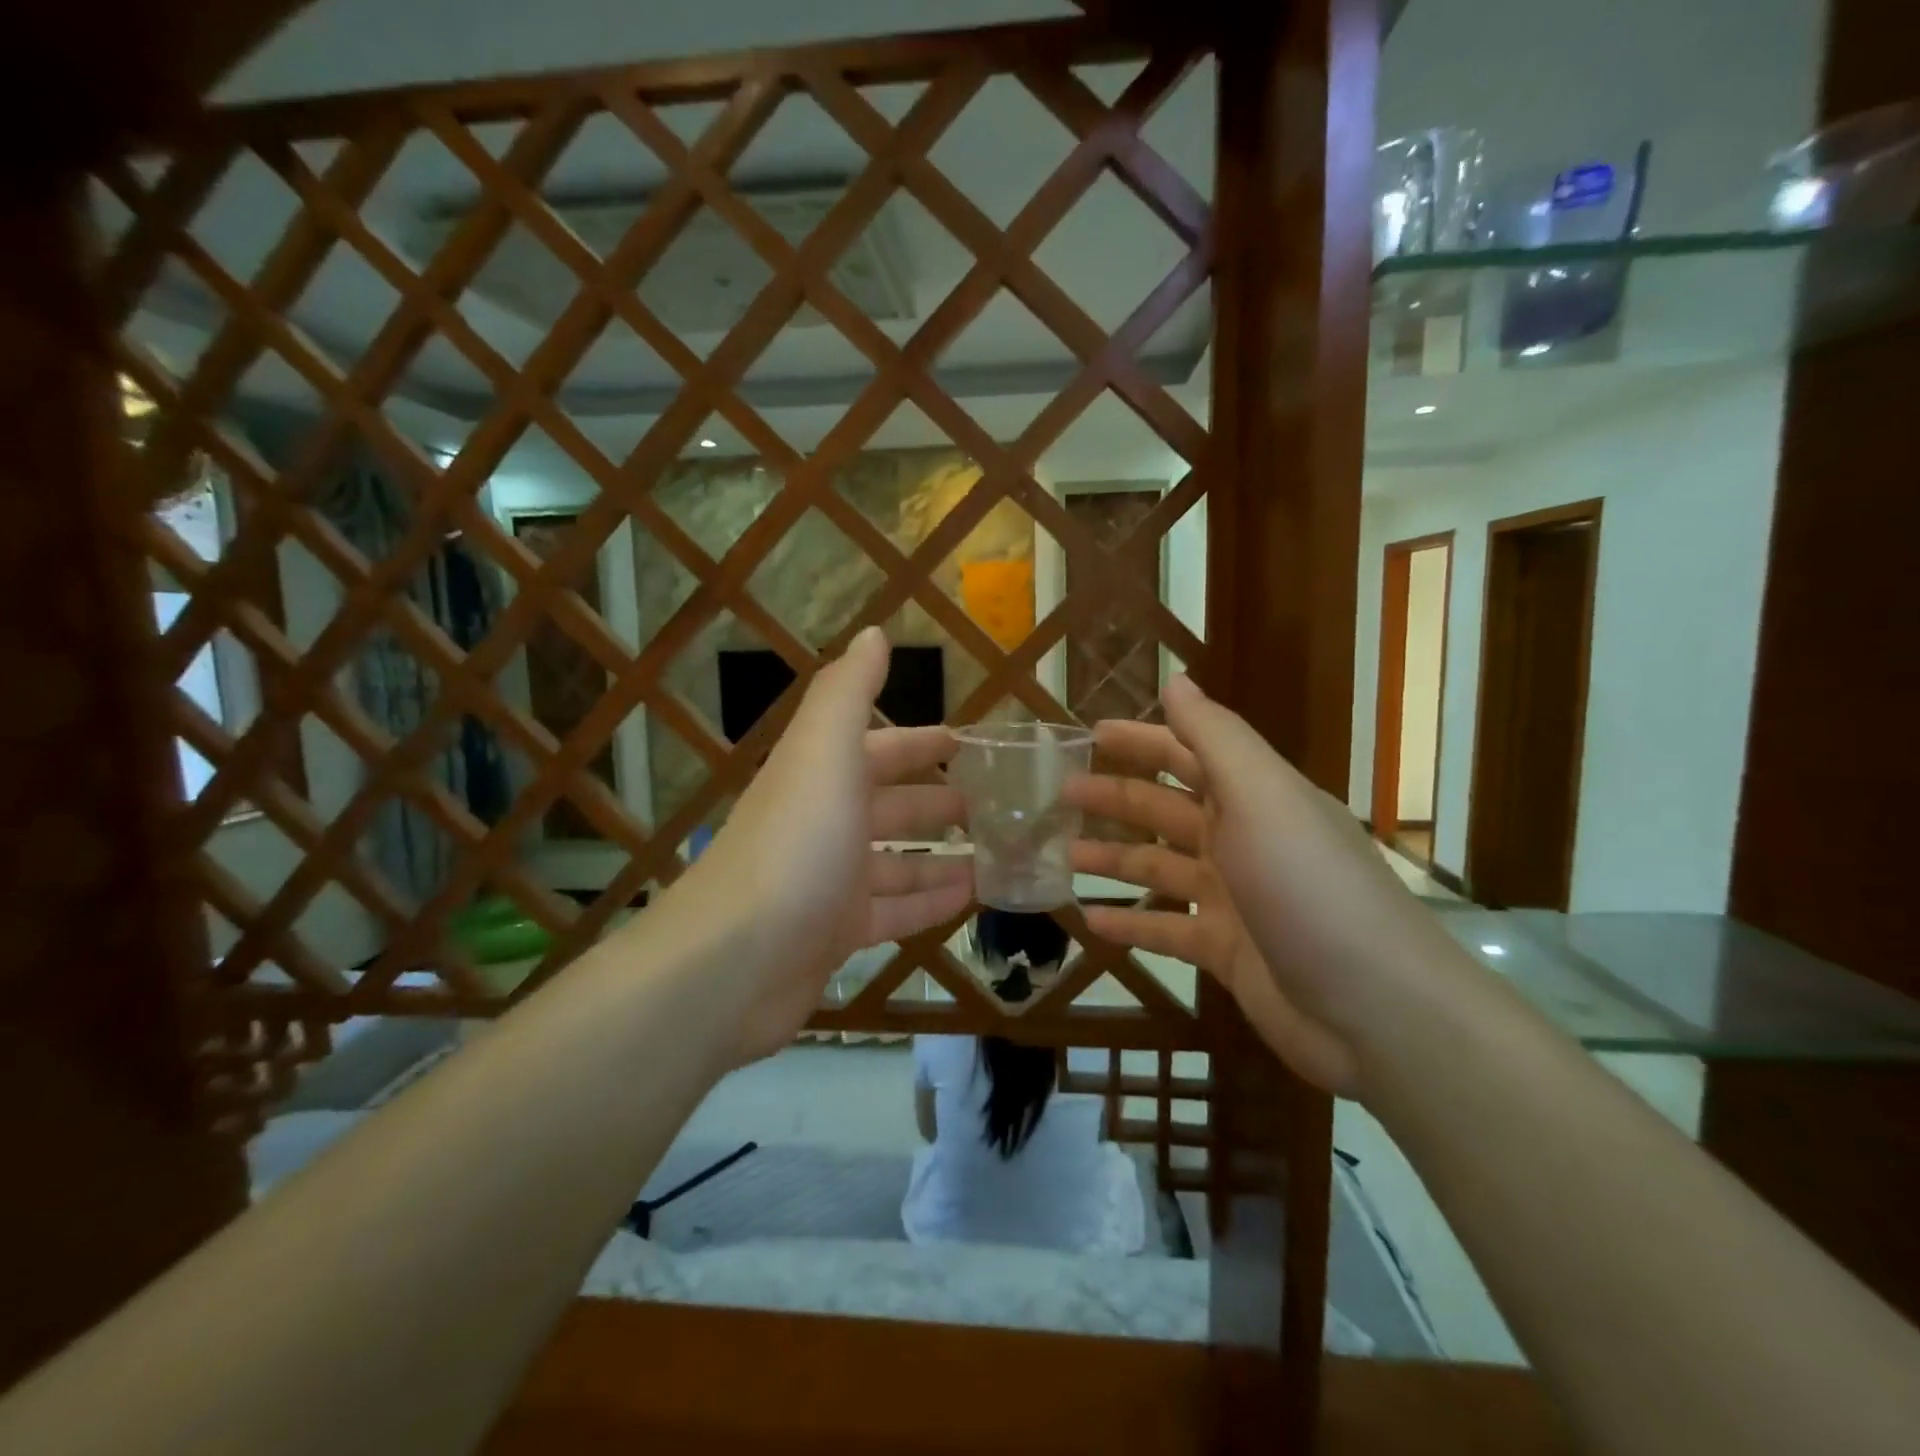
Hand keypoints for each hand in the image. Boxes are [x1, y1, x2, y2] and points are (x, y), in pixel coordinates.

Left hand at [678, 628, 972, 1063]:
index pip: (879, 749)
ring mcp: (829, 884)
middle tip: (995, 805)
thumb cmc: (795, 844)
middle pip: (891, 807)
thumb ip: (848, 691)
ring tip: (995, 854)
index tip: (967, 743)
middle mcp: (824, 825)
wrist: (734, 961)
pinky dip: (930, 902)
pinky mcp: (835, 936)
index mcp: (821, 777)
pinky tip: (970, 899)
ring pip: (897, 863)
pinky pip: (894, 912)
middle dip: (938, 802)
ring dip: (941, 856)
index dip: (921, 743)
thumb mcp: (824, 752)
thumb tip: (873, 633)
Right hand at [1067, 676, 1458, 1095]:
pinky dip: (1129, 924)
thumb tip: (1176, 681)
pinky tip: (1089, 921)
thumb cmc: (1308, 886)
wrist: (1375, 1009)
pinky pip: (1165, 930)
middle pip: (1165, 809)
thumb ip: (1215, 737)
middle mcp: (1242, 839)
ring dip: (1112, 858)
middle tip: (1059, 794)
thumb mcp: (1263, 795)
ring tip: (1062, 856)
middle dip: (1114, 798)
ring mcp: (1233, 898)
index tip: (1089, 734)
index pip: (1187, 753)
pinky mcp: (1226, 951)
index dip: (1141, 740)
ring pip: (1158, 868)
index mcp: (1254, 796)